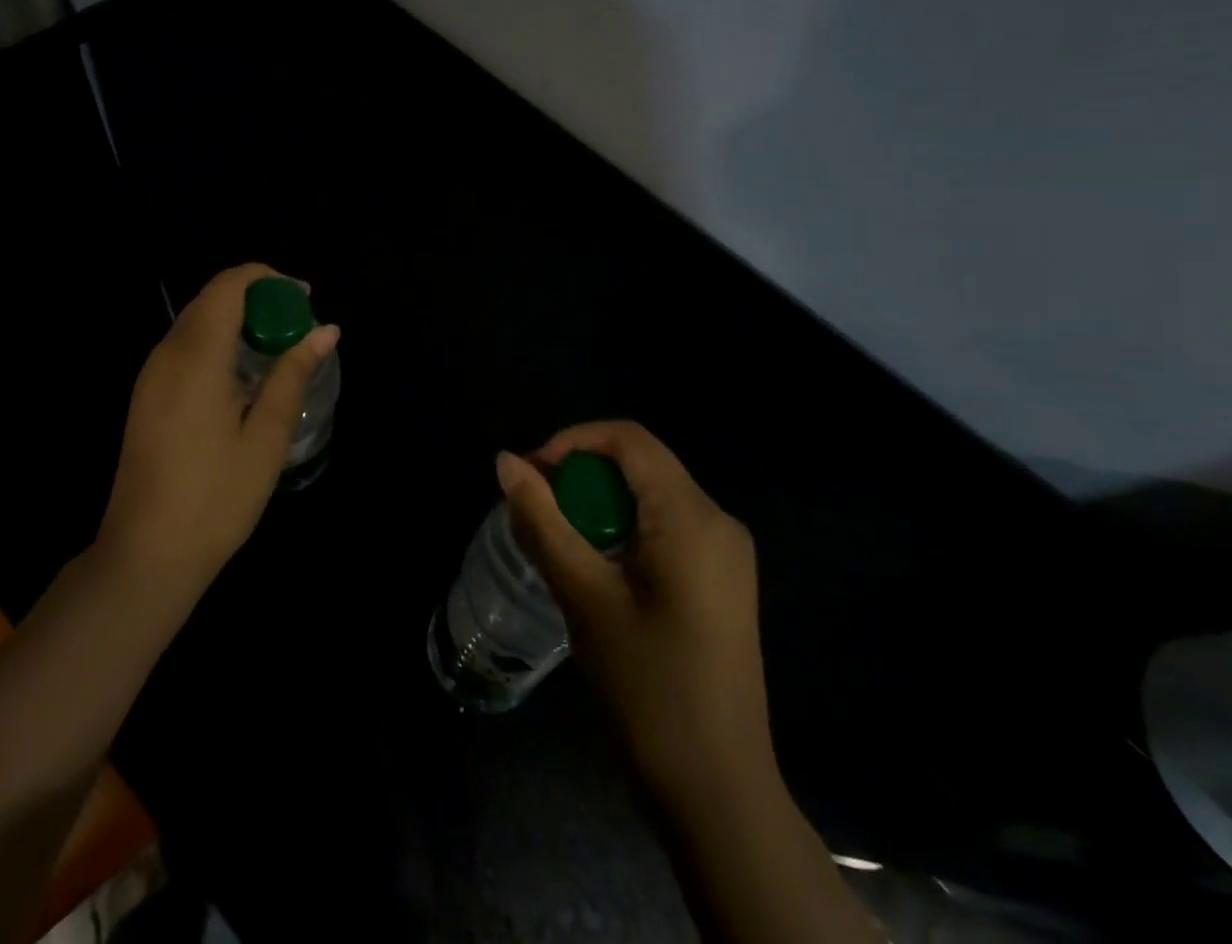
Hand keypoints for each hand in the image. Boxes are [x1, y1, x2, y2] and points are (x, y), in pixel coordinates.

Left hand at [98, 264, 338, 594]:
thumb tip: (326, 329)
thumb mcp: (266, 436)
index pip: (228, 286)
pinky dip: (218, 342)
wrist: (146, 555)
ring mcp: (150, 375)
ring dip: (237, 320)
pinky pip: (184, 346)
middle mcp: (167, 354)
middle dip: (257, 299)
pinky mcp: (145, 395)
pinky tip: (242, 377)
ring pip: (196, 321)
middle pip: (212, 299)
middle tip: (297, 327)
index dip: (267, 279)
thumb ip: (293, 374)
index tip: (303, 298)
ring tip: (276, 350)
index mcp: (197, 357)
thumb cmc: (216, 497)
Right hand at [498, 421, 770, 798]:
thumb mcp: (584, 596)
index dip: (573, 440)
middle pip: (640, 465)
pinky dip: (621, 530)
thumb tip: (505, 461)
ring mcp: (725, 554)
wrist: (718, 793)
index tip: (531, 474)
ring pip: (650, 497)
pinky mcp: (720, 582)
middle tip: (535, 508)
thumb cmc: (648, 688)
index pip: (629, 439)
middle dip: (581, 475)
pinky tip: (594, 567)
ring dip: (597, 504)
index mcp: (693, 516)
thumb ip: (542, 521)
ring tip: (556, 539)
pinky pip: (664, 528)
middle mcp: (717, 521)